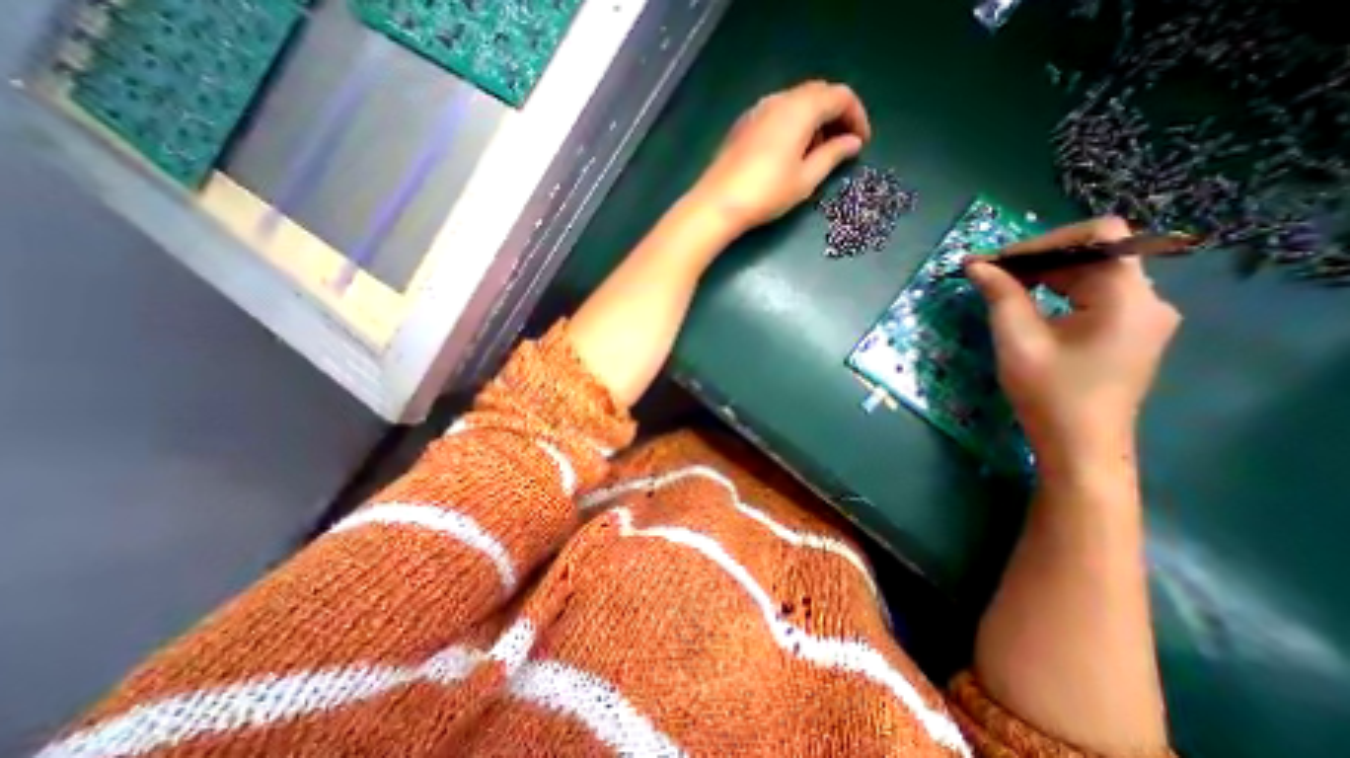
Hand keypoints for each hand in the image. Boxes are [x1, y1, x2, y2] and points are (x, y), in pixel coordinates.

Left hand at [688, 78, 876, 232]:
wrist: (717, 204)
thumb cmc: (766, 193)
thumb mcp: (805, 179)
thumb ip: (833, 156)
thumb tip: (852, 143)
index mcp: (801, 108)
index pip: (840, 96)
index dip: (857, 117)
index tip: (861, 143)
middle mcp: (779, 100)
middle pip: (818, 94)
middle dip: (835, 116)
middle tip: (841, 146)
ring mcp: (757, 110)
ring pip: (795, 103)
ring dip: (813, 121)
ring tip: (816, 153)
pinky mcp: (743, 125)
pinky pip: (776, 114)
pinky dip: (792, 125)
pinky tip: (789, 152)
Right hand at [971, 219, 1184, 465]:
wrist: (1079, 444)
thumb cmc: (1048, 393)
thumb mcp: (1017, 340)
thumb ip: (1000, 295)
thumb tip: (976, 264)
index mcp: (1128, 297)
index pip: (1098, 237)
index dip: (1044, 241)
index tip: (997, 261)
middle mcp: (1146, 298)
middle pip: (1093, 254)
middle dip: (1036, 258)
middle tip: (987, 273)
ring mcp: (1141, 315)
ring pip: (1091, 273)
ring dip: (1043, 274)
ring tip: (999, 286)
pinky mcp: (1128, 330)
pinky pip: (1091, 294)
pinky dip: (1056, 291)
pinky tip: (1025, 302)